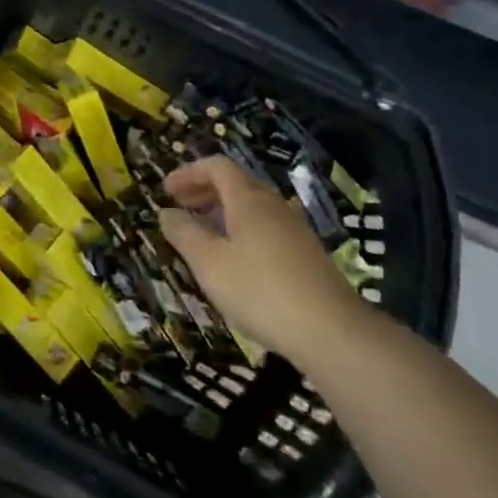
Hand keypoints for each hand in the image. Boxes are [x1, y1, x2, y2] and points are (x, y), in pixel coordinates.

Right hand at [157, 156, 367, 361]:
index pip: (217, 166)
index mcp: (248, 199)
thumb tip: (166, 212)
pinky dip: (240, 230)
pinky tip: (233, 259)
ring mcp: (294, 229)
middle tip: (179, 207)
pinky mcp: (305, 254)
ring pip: (252, 207)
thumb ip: (184, 233)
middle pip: (236, 183)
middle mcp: (273, 205)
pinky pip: (265, 227)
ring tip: (201, 234)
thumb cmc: (259, 290)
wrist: (331, 331)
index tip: (166, 189)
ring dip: (222, 211)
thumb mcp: (208, 263)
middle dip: (203, 191)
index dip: (189, 172)